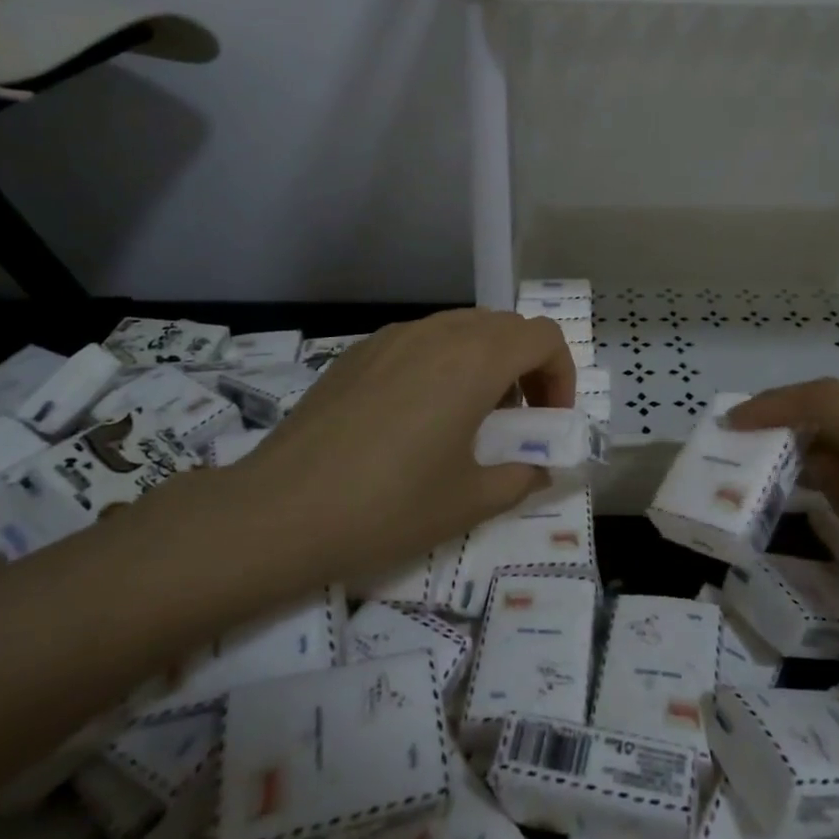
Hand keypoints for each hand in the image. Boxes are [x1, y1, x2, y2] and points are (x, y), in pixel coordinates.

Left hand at [222, 310, 574, 596]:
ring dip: (484, 361)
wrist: (278, 512)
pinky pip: (420, 340)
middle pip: (505, 327)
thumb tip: (537, 467)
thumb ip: (520, 477)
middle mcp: (439, 333)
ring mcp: (394, 336)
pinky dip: (442, 362)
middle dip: (526, 366)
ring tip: (467, 416)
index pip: (543, 337)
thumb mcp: (468, 502)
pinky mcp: (359, 351)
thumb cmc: (386, 506)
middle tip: (516, 419)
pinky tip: (415, 414)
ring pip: (462, 327)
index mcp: (475, 360)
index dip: (560, 375)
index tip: (548, 420)